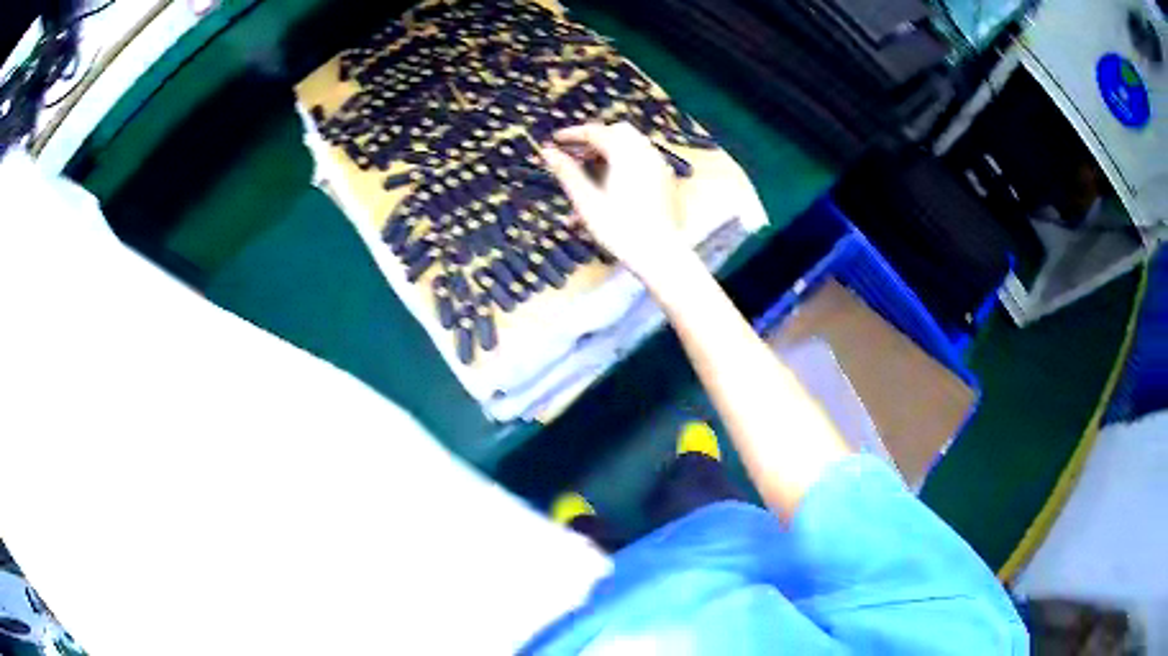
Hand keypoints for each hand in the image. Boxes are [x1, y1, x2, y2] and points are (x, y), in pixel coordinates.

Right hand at [541, 122, 696, 286]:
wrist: (660, 254)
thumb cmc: (619, 229)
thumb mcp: (587, 201)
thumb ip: (567, 172)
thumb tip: (546, 151)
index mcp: (625, 154)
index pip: (595, 132)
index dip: (573, 134)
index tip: (555, 140)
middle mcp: (645, 153)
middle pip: (617, 132)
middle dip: (594, 139)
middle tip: (575, 154)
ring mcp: (659, 166)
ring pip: (632, 145)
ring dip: (610, 150)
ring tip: (591, 171)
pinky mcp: (666, 180)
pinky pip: (643, 160)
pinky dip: (625, 161)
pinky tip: (613, 183)